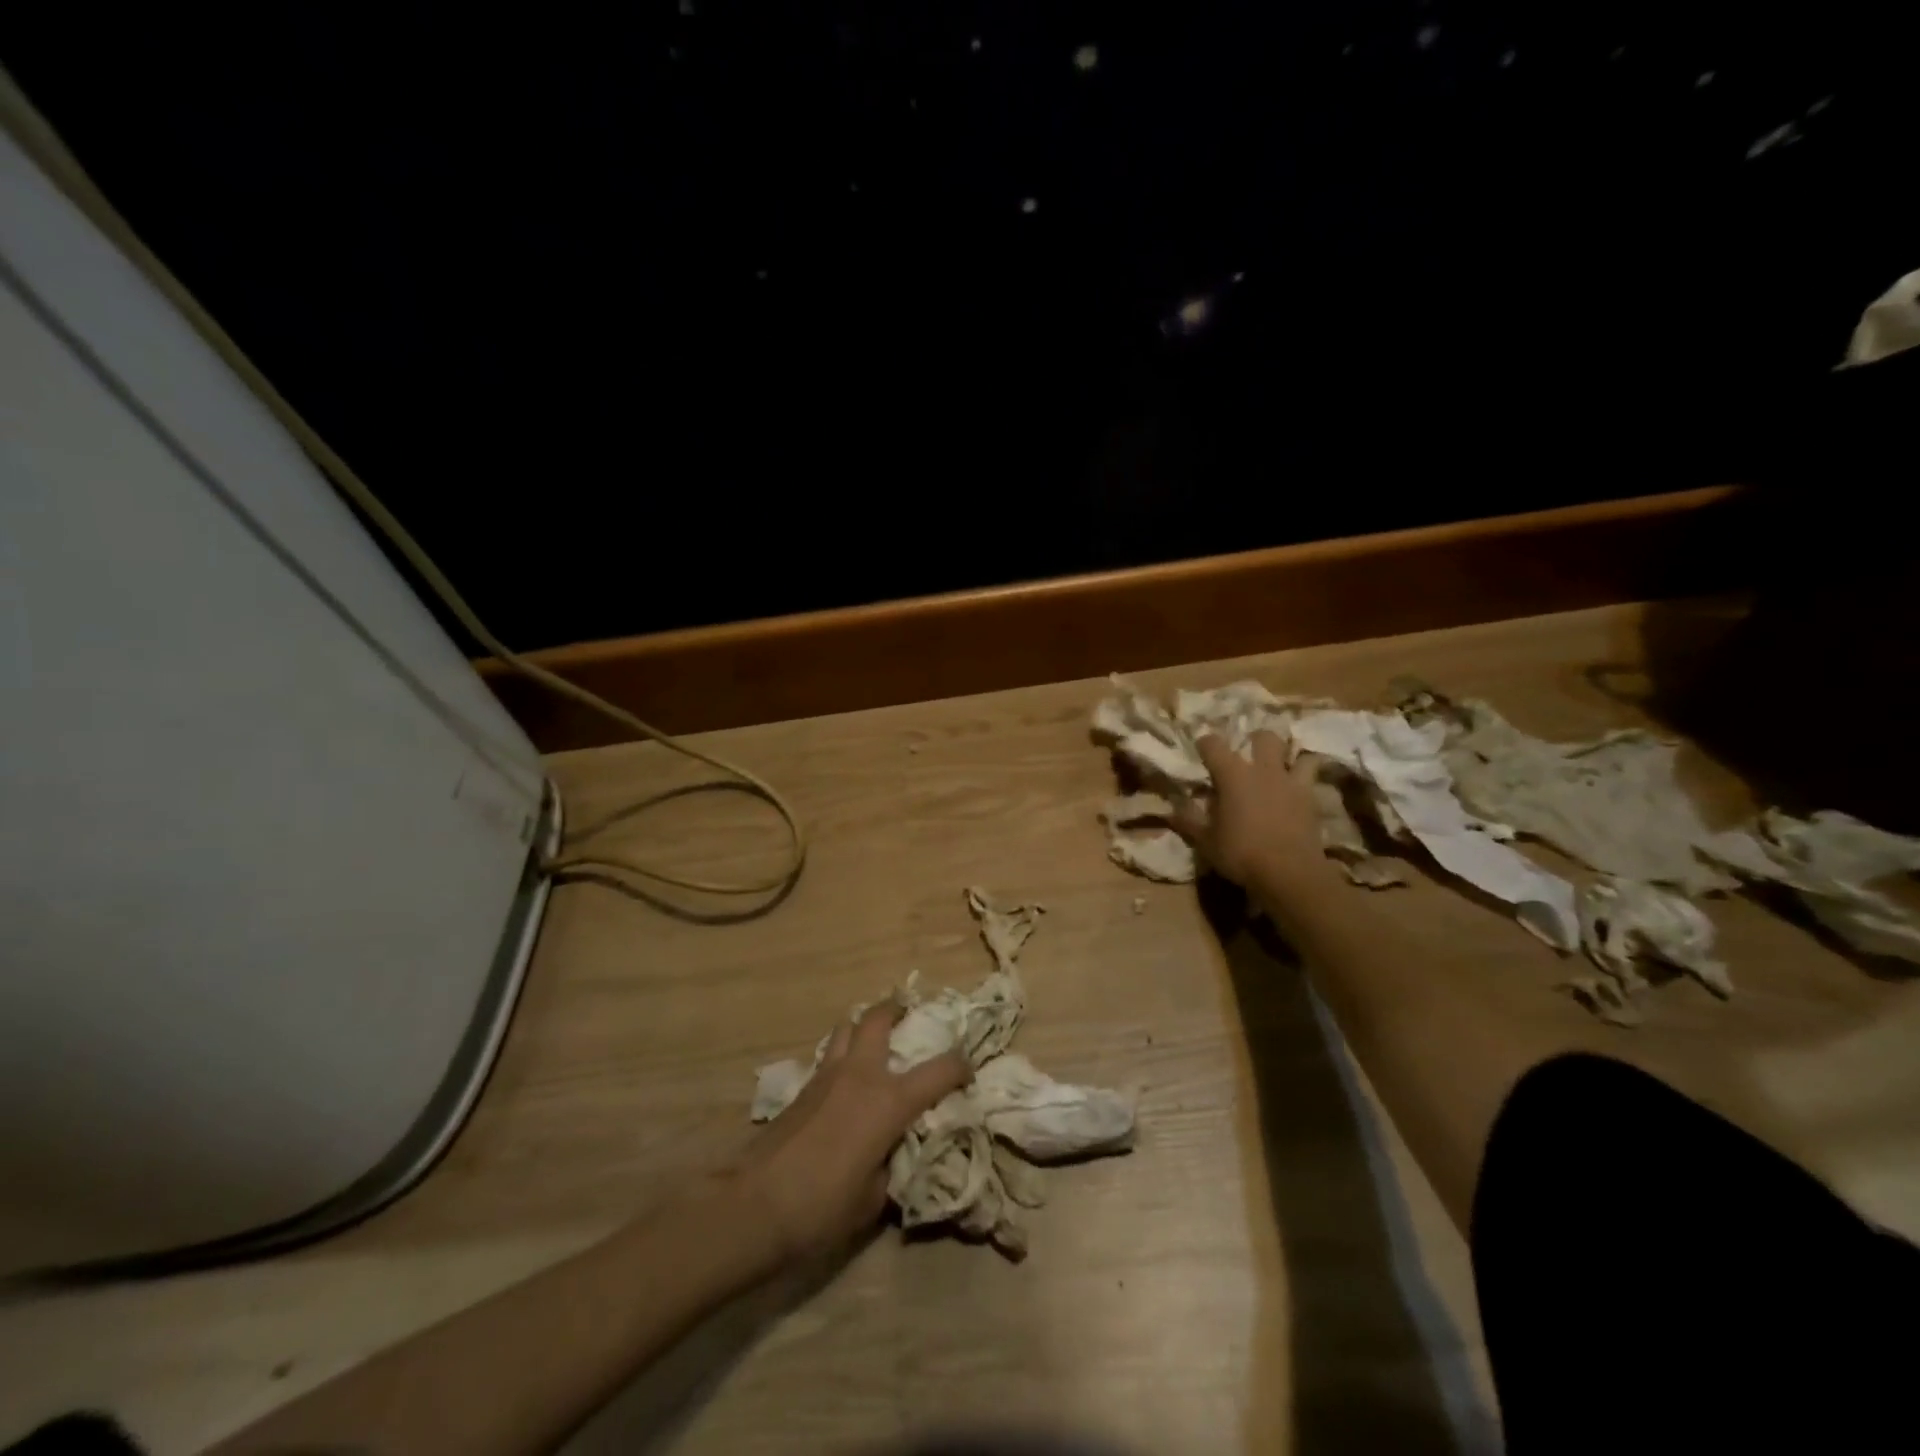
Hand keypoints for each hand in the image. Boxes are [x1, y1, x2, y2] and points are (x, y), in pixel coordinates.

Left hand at [730, 1003, 970, 1268]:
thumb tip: (892, 1153)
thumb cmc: (822, 1206)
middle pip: (879, 1019)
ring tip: (874, 1037)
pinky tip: (845, 1077)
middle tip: (909, 1014)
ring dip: (864, 1025)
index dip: (960, 1067)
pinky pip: (830, 1054)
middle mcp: (861, 1075)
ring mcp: (828, 1075)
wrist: (755, 1205)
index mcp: (889, 1101)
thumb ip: (891, 1166)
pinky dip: (843, 1052)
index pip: (939, 1070)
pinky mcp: (803, 1086)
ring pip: (848, 1027)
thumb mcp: (873, 1199)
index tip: (967, 1072)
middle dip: (897, 1010)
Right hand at [1171, 730, 1323, 887]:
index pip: (1213, 744)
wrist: (1289, 873)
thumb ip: (1189, 821)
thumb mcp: (1206, 841)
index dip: (1205, 744)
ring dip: (1290, 759)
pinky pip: (1313, 781)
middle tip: (1249, 755)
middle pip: (1264, 738)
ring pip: (1299, 755)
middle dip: (1256, 741)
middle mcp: (1264, 770)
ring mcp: (1291, 783)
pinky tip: (1298, 794)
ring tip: (1283, 769)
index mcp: (1232, 775)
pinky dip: (1306, 783)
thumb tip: (1170, 809)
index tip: (1201, 750)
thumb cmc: (1240, 853)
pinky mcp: (1312, 801)